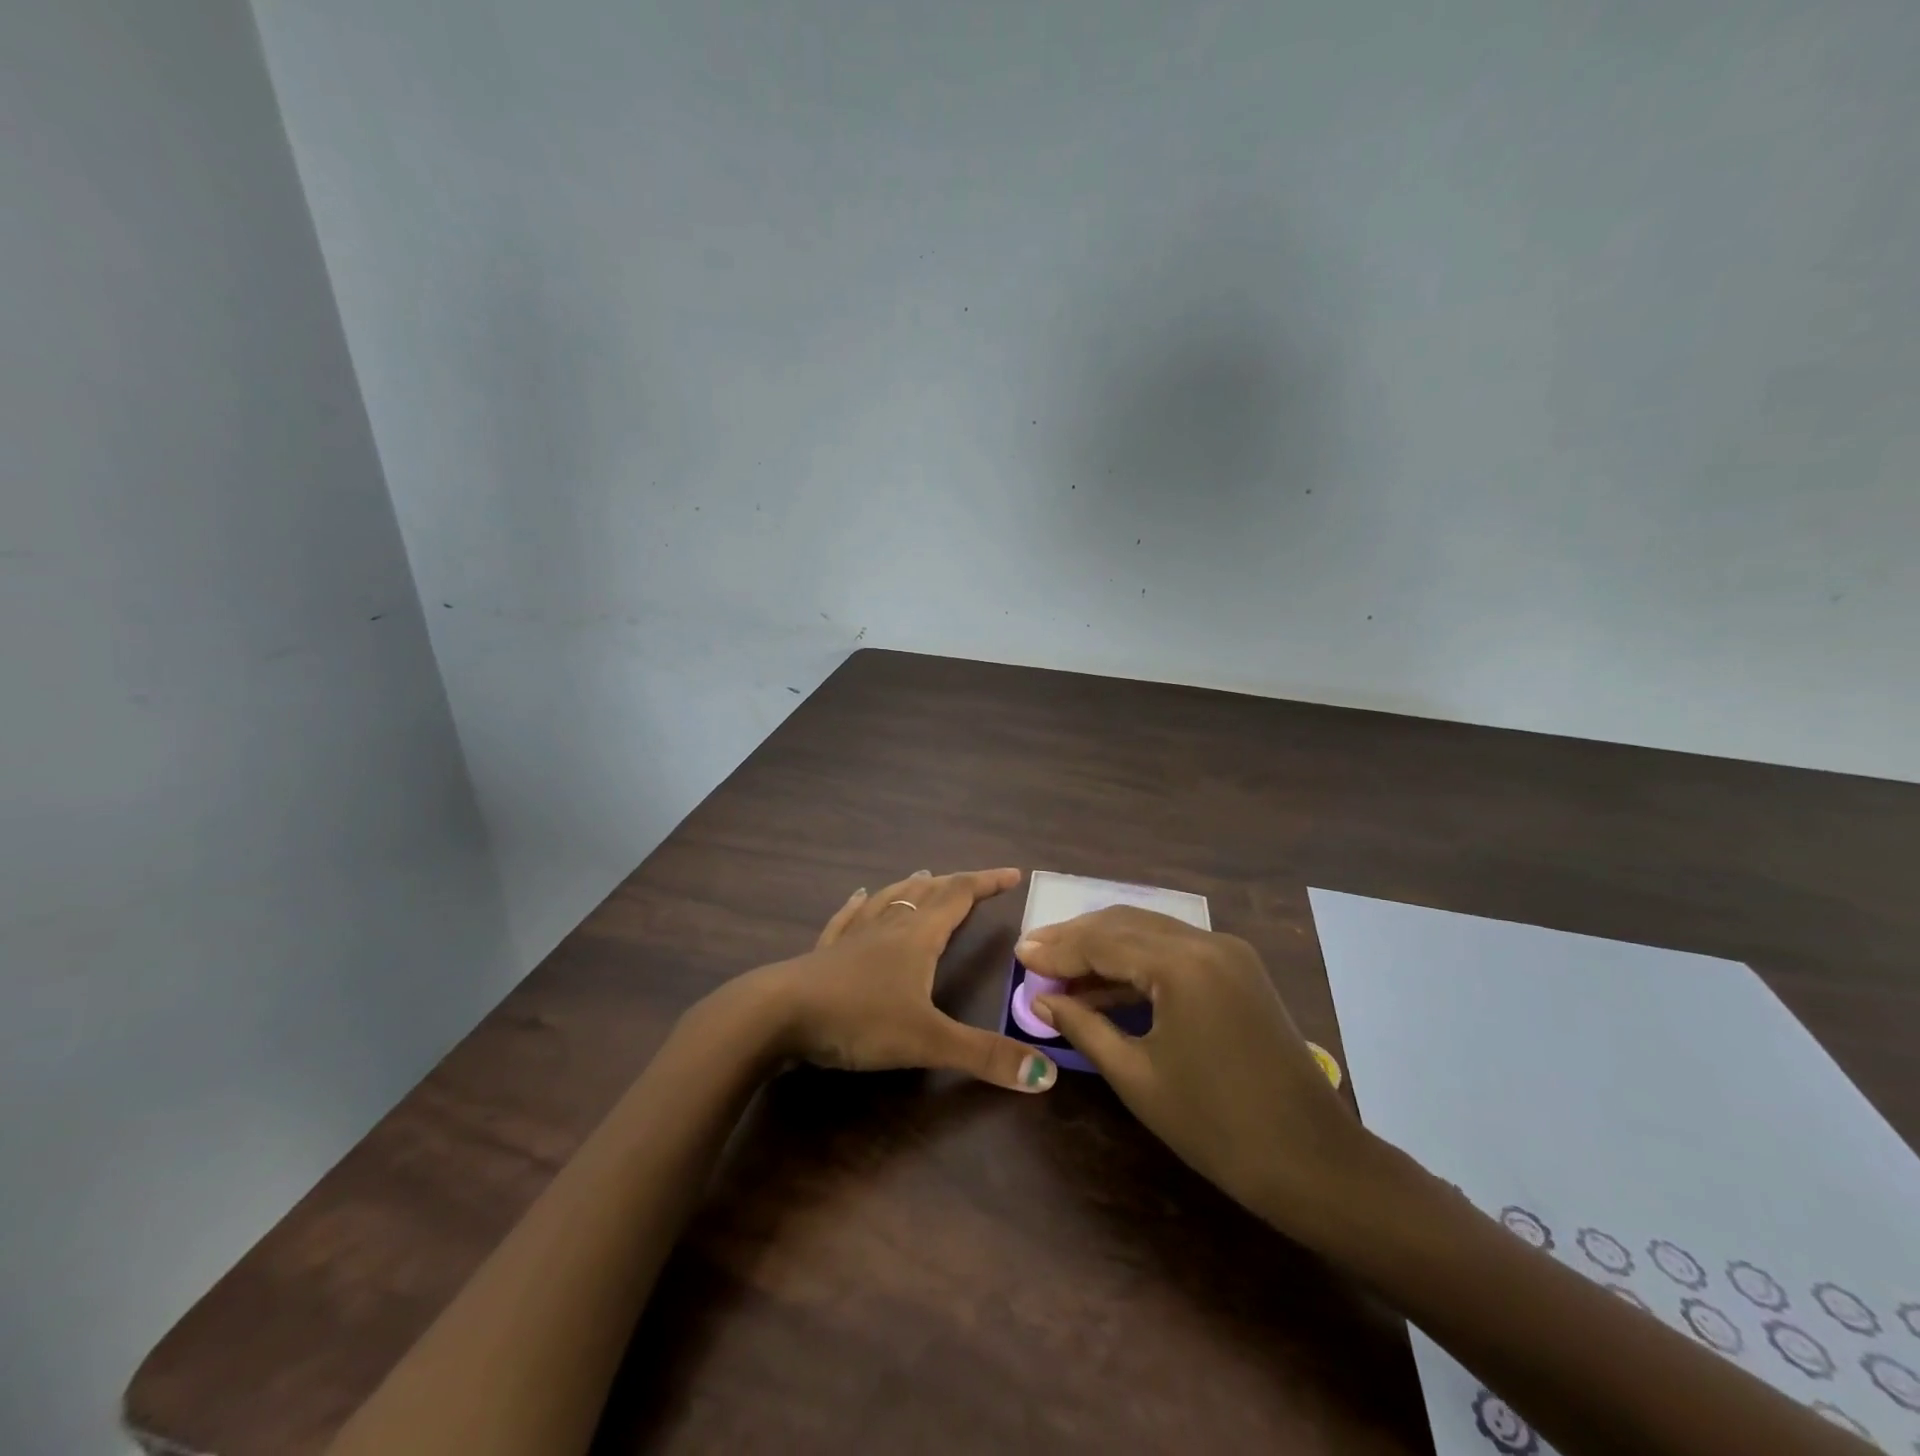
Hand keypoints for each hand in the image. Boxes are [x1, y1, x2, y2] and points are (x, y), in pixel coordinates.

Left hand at [753, 868, 1059, 1092]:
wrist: (778, 1015)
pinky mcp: (825, 952)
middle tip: (973, 880)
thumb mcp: (927, 1041)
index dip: (986, 884)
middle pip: (927, 894)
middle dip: (954, 885)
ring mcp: (853, 936)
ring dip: (911, 887)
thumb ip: (984, 1057)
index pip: (959, 898)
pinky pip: (847, 918)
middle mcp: (888, 927)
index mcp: (917, 938)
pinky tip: (859, 896)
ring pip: (889, 900)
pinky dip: (859, 905)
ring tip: (924, 873)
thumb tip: (1045, 1076)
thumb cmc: (858, 1019)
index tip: (1012, 873)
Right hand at [1017, 907, 1374, 1238]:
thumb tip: (1042, 999)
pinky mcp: (1239, 969)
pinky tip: (1107, 983)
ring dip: (1105, 947)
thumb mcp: (1137, 1077)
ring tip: (1062, 968)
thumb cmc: (1217, 1127)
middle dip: (1077, 939)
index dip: (1057, 949)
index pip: (1103, 941)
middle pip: (1125, 924)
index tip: (1018, 953)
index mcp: (1182, 964)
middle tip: (1035, 954)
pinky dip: (1137, 961)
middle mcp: (1207, 942)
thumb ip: (1084, 1027)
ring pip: (1150, 931)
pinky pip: (1175, 950)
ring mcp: (1228, 952)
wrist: (1313, 1162)